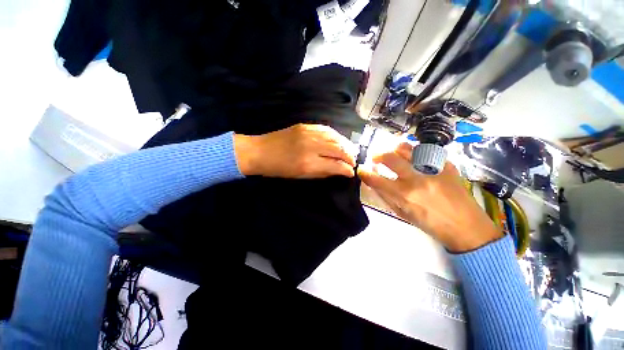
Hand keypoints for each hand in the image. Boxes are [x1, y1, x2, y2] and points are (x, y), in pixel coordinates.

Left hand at [234, 124, 358, 178]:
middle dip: (350, 156)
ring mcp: (308, 133)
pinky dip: (336, 135)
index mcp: (309, 163)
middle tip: (353, 161)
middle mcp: (311, 146)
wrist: (260, 151)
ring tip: (351, 150)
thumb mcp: (301, 176)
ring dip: (346, 144)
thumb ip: (322, 173)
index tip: (351, 172)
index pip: (336, 165)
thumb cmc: (279, 169)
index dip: (347, 169)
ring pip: (335, 137)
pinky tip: (340, 140)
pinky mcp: (305, 126)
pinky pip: (326, 129)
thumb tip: (339, 171)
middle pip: (339, 149)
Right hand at [358, 143, 501, 252]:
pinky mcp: (447, 166)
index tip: (360, 170)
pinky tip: (416, 159)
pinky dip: (417, 154)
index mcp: (404, 195)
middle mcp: (416, 180)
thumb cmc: (431, 225)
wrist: (467, 228)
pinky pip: (427, 153)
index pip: (377, 180)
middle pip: (390, 158)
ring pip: (408, 149)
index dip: (365, 173)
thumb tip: (374, 184)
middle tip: (375, 158)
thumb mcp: (403, 215)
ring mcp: (433, 170)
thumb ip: (386, 197)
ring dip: (396, 149)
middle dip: (378, 155)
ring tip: (394, 153)